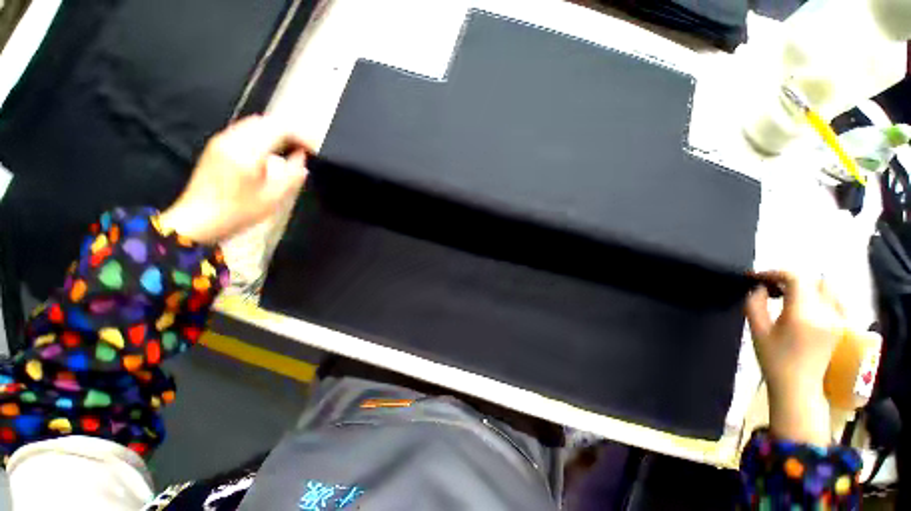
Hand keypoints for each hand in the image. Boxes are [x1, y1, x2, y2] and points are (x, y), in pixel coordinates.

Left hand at [158, 115, 309, 243]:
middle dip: (286, 131)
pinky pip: (241, 130)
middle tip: (297, 147)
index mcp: (250, 150)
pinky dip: (255, 135)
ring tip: (278, 149)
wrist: (193, 222)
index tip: (311, 148)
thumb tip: (301, 157)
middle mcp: (236, 137)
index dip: (301, 134)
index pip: (283, 127)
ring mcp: (223, 138)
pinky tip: (256, 154)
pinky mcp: (214, 144)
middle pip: (269, 121)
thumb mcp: (268, 201)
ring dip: (270, 132)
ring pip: (254, 123)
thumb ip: (291, 176)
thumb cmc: (232, 215)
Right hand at [745, 271, 844, 444]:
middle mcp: (820, 309)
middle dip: (792, 283)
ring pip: (824, 286)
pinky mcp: (840, 324)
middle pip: (807, 280)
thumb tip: (759, 287)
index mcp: (800, 312)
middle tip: (780, 293)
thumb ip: (754, 306)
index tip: (762, 278)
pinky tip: (820, 306)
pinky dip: (829, 297)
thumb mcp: (759, 337)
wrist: (797, 392)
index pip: (791, 277)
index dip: (776, 273)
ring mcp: (833, 316)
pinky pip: (837, 298)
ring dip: (811, 288)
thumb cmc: (776, 366)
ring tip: (801, 300)